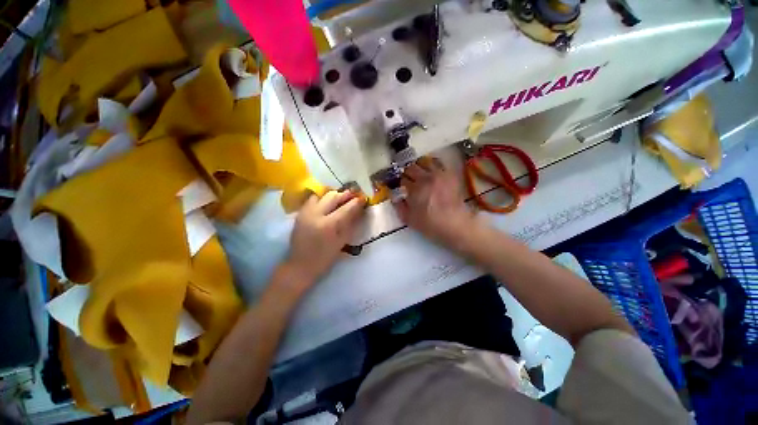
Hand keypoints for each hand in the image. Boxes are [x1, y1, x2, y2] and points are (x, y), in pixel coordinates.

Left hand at [284, 190, 365, 290]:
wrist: (301, 265)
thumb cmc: (325, 257)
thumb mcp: (342, 242)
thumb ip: (350, 223)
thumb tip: (359, 210)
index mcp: (328, 225)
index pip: (346, 208)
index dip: (356, 202)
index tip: (363, 198)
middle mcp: (316, 214)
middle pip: (333, 196)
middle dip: (345, 194)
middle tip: (353, 195)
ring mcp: (306, 212)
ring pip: (321, 195)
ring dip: (333, 195)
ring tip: (340, 199)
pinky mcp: (300, 213)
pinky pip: (312, 199)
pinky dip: (322, 199)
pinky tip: (327, 204)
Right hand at [395, 157, 477, 248]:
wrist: (455, 224)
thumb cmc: (430, 224)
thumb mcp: (409, 220)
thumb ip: (399, 206)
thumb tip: (395, 197)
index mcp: (415, 189)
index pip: (403, 179)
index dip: (400, 183)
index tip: (401, 187)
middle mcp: (426, 178)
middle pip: (411, 167)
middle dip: (407, 173)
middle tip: (409, 180)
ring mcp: (439, 175)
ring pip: (424, 162)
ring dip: (419, 167)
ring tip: (420, 174)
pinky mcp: (449, 175)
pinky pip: (438, 163)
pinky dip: (432, 166)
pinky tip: (431, 173)